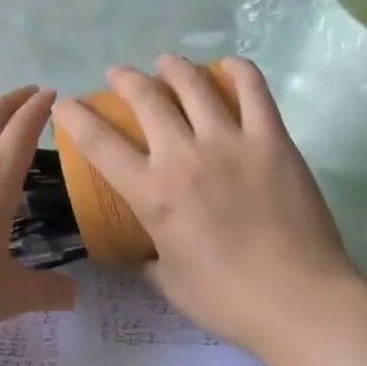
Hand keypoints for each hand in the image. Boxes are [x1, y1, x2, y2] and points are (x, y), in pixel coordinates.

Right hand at [53, 57, 359, 352]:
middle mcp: (183, 155)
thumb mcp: (169, 283)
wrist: (301, 302)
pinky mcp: (271, 139)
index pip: (98, 142)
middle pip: (146, 97)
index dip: (74, 116)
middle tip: (119, 76)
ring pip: (193, 84)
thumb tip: (134, 250)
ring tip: (167, 64)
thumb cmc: (228, 300)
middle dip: (125, 79)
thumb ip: (146, 259)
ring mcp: (230, 141)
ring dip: (172, 67)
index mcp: (152, 192)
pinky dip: (237, 70)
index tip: (65, 104)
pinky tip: (228, 65)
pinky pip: (252, 90)